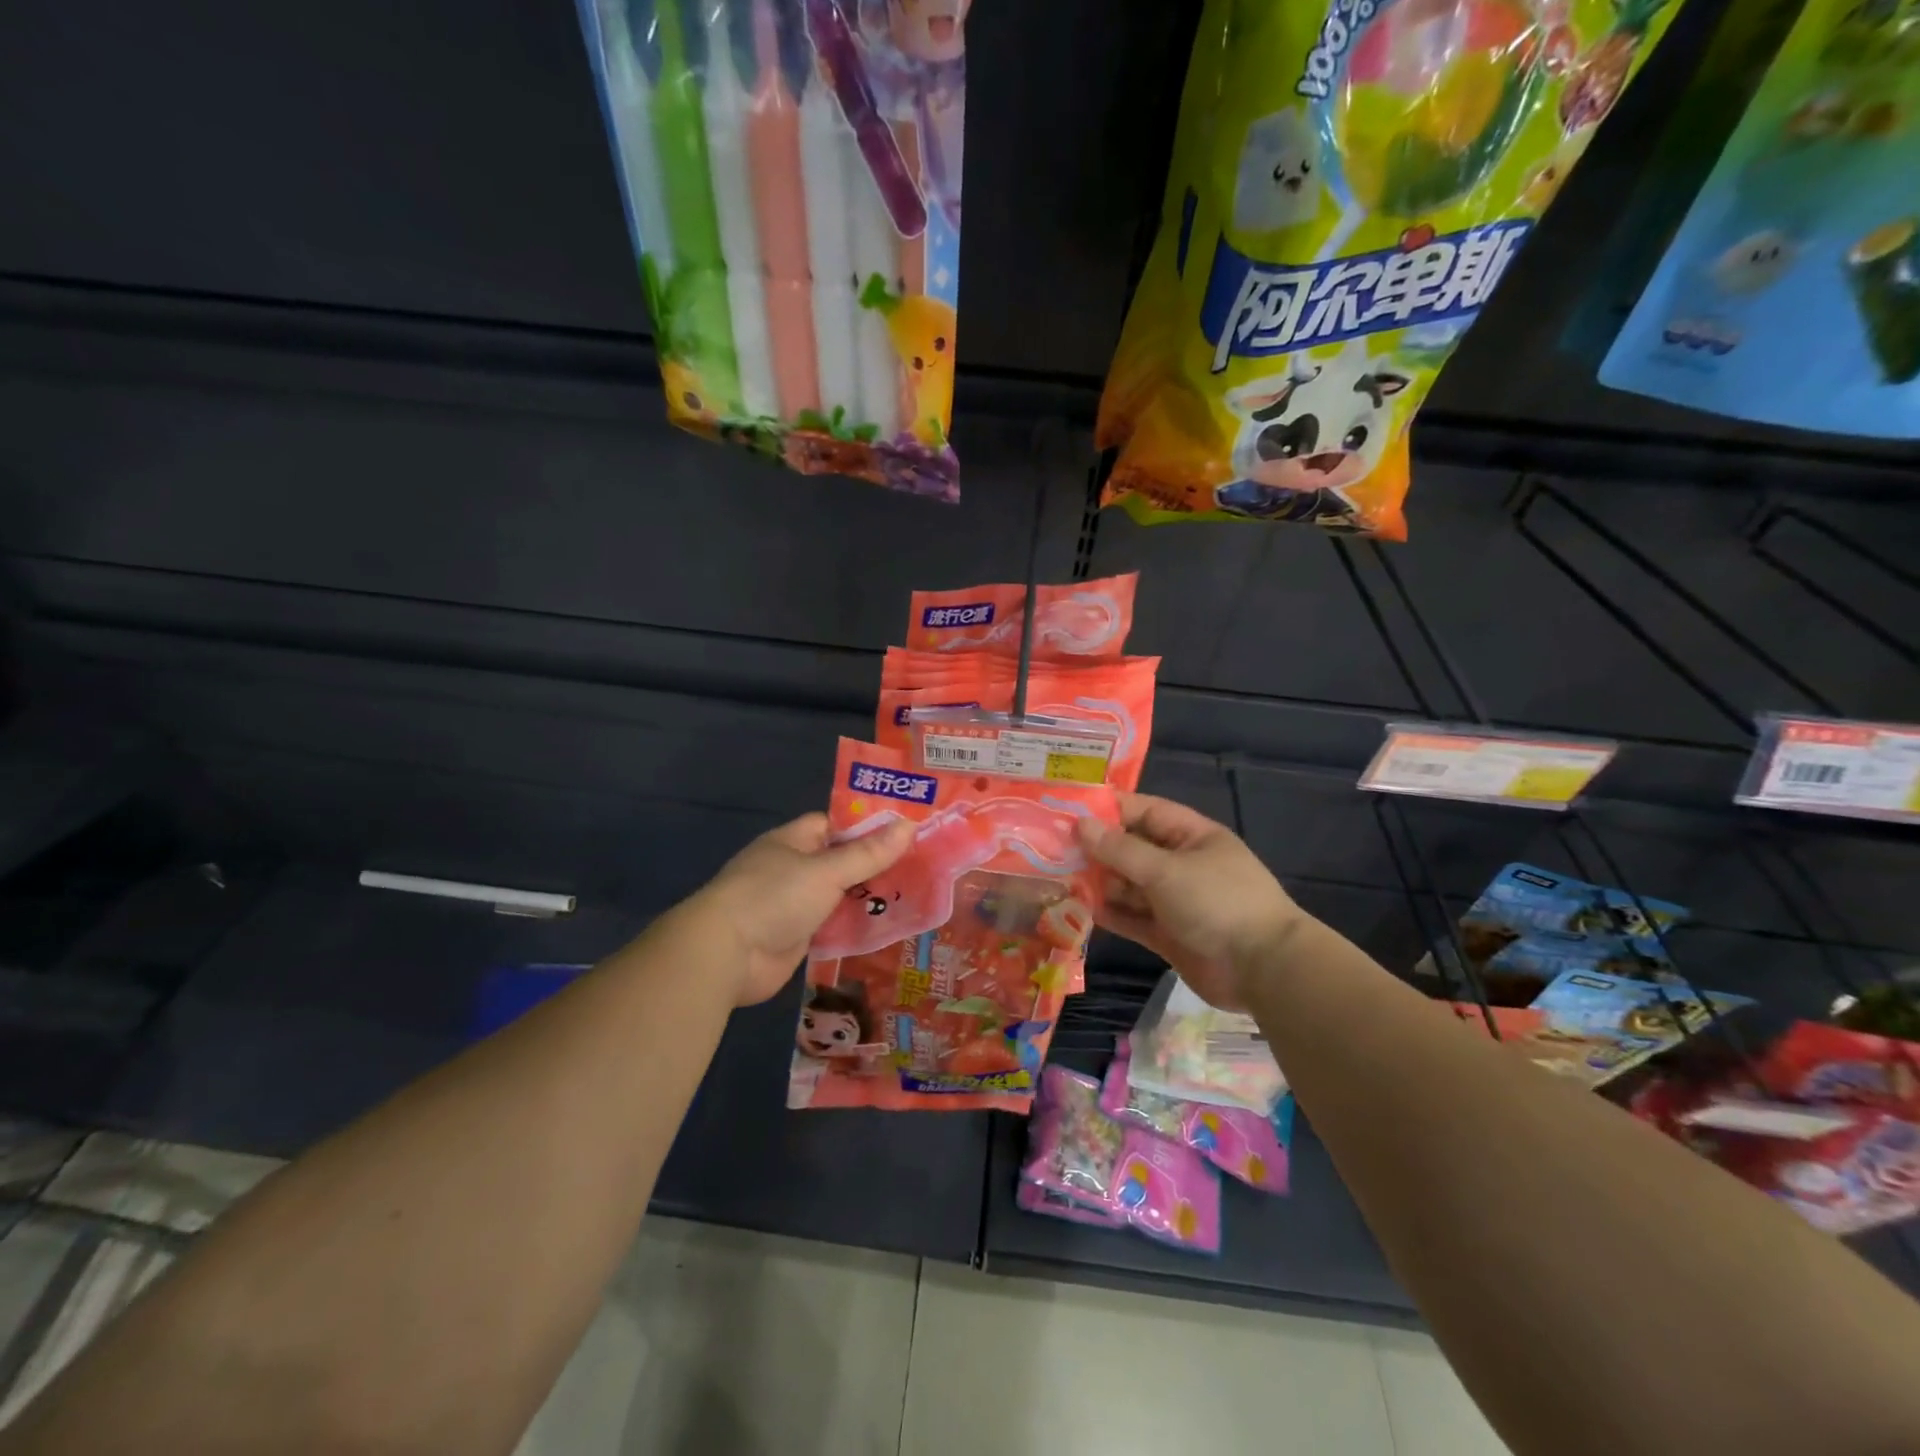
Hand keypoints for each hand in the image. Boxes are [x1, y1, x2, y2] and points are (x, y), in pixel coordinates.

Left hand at [691, 813, 914, 1006]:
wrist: (728, 955)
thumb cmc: (775, 897)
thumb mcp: (827, 871)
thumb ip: (868, 853)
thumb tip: (909, 825)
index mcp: (793, 841)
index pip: (835, 825)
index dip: (867, 826)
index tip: (904, 831)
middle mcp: (793, 869)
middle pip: (840, 862)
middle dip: (874, 865)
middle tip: (920, 866)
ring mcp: (794, 905)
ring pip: (840, 896)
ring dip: (868, 898)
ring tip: (915, 895)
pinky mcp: (797, 937)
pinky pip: (834, 926)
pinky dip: (855, 927)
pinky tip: (889, 927)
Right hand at [1075, 793, 1304, 1009]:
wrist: (1263, 970)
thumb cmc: (1217, 902)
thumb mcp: (1165, 870)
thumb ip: (1120, 849)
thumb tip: (1080, 825)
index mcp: (1191, 836)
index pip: (1143, 811)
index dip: (1108, 809)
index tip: (1068, 808)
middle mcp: (1181, 864)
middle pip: (1131, 849)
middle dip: (1096, 848)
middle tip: (1050, 846)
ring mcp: (1174, 900)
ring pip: (1128, 885)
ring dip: (1098, 882)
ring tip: (1056, 877)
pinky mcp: (1167, 934)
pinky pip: (1132, 917)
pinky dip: (1109, 913)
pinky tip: (1078, 908)